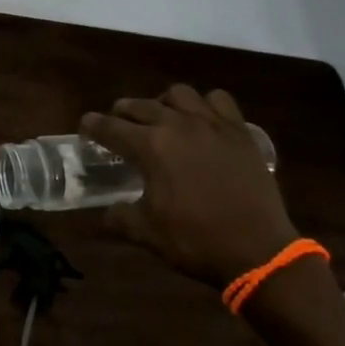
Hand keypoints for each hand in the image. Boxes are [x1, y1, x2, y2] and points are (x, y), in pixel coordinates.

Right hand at [80, 86, 297, 286]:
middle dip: (123, 112)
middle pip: (140, 105)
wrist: (258, 251)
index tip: (86, 125)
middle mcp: (177, 124)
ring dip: (163, 102)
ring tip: (163, 118)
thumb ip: (120, 217)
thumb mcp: (147, 233)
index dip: (93, 125)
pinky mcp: (239, 131)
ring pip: (179, 94)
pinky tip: (203, 121)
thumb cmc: (196, 240)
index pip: (110, 127)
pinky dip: (206, 105)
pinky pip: (218, 100)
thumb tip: (107, 212)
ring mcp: (211, 124)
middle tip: (119, 124)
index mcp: (150, 146)